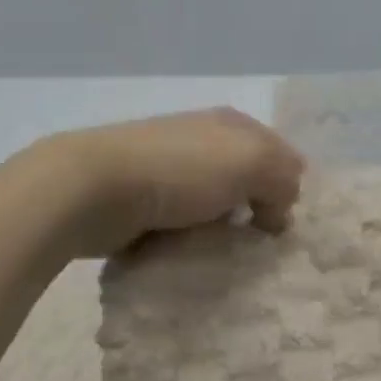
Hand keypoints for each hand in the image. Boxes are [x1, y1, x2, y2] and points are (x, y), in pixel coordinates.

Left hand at [45, 107, 306, 255]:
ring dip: (223, 231)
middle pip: (248, 181)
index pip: (281, 154)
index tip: (283, 227)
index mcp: (232, 123)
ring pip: (215, 205)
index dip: (289, 189)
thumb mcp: (252, 163)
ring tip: (224, 257)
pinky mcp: (142, 200)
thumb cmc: (180, 171)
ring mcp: (169, 169)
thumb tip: (279, 211)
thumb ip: (284, 179)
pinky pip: (182, 224)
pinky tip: (189, 256)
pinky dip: (190, 241)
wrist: (92, 189)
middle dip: (257, 211)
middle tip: (258, 247)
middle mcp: (204, 140)